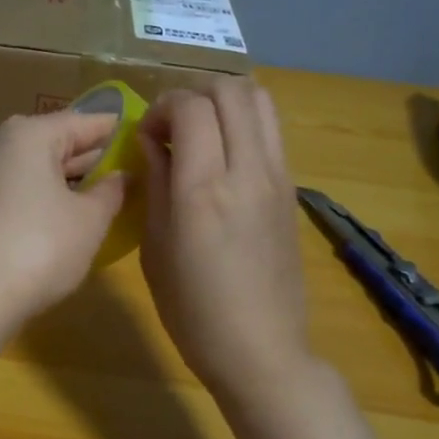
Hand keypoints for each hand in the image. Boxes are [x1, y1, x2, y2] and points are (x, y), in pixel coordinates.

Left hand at [0, 109, 127, 323]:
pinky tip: (73, 211)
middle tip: (133, 169)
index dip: (117, 130)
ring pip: (40, 165)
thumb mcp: (90, 219)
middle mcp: (2, 143)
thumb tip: (122, 175)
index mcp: (30, 133)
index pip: (85, 121)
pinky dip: (49, 193)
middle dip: (94, 156)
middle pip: (59, 141)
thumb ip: (112, 190)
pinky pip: (24, 186)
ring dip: (72, 177)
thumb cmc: (42, 246)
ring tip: (110, 192)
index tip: (145, 136)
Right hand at [139, 79, 311, 401]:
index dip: (161, 107)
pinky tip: (223, 156)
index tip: (146, 136)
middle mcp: (248, 171)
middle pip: (230, 88)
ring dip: (224, 101)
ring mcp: (278, 177)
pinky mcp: (292, 189)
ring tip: (200, 131)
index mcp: (204, 189)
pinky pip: (271, 130)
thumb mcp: (155, 246)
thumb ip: (155, 183)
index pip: (190, 106)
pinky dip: (244, 123)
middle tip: (171, 126)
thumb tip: (152, 142)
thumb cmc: (192, 309)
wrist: (261, 350)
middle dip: (192, 93)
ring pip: (260, 99)